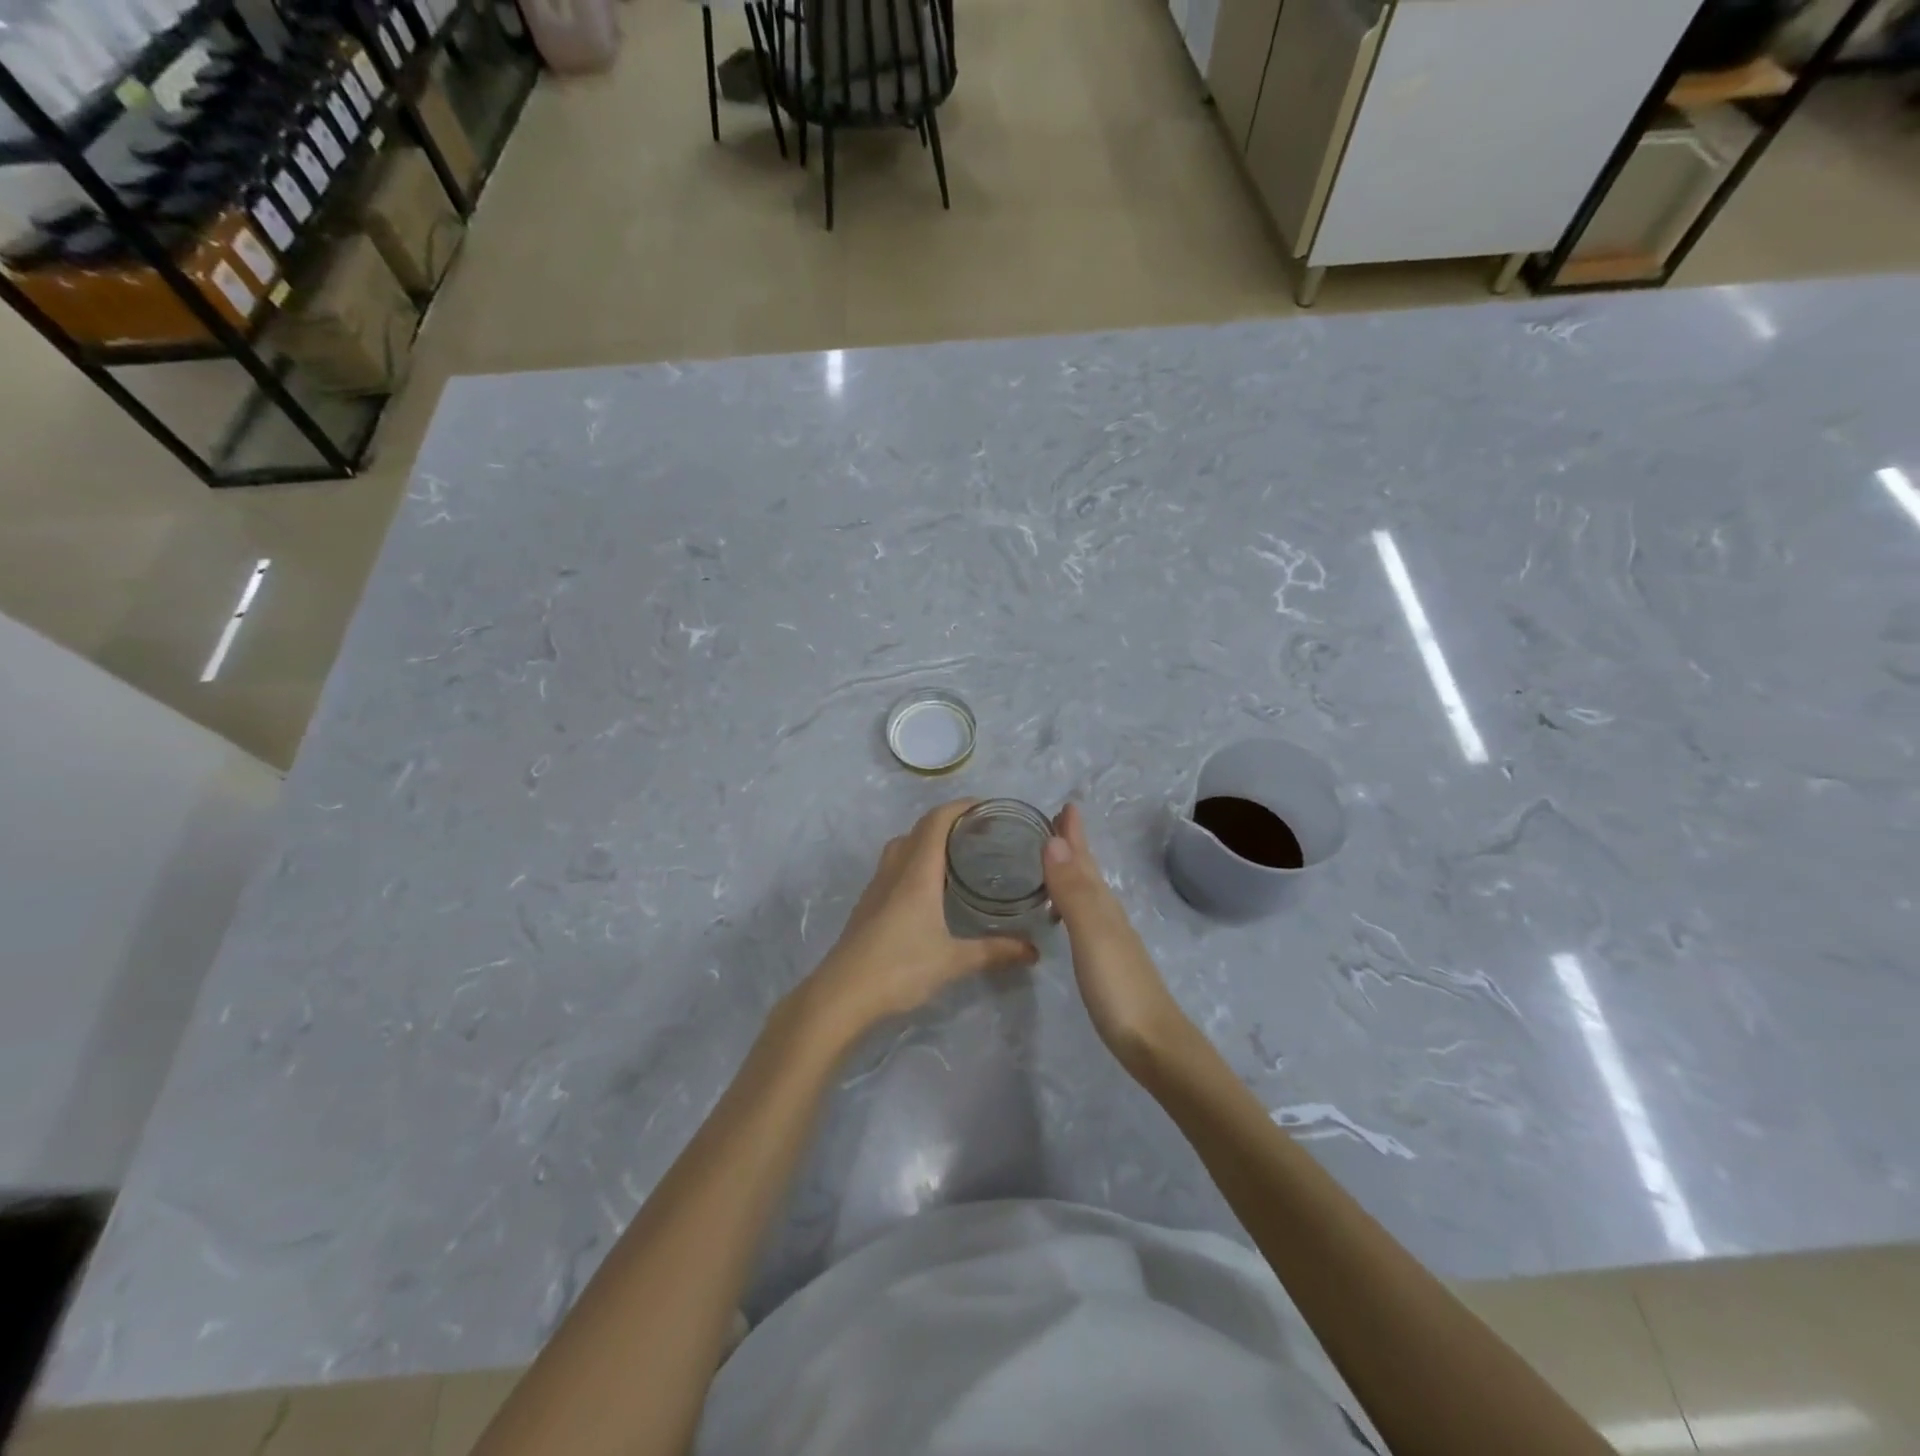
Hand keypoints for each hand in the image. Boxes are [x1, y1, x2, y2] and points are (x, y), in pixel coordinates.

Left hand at [801, 801, 1039, 1044]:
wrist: (842, 994)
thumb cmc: (899, 968)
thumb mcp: (953, 961)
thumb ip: (994, 952)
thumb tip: (1032, 950)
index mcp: (917, 872)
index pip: (936, 821)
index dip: (960, 807)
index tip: (986, 807)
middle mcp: (895, 870)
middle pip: (919, 829)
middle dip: (948, 822)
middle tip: (979, 833)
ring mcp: (877, 886)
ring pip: (902, 846)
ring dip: (926, 840)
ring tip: (955, 856)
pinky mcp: (867, 904)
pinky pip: (893, 866)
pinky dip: (913, 862)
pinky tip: (928, 889)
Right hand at [1043, 804, 1191, 1067]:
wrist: (1154, 1044)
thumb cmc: (1119, 988)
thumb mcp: (1092, 934)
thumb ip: (1072, 891)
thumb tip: (1052, 840)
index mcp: (1103, 904)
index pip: (1084, 859)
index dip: (1074, 833)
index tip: (1064, 804)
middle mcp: (1108, 914)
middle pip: (1089, 872)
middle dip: (1073, 846)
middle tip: (1057, 822)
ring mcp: (1110, 939)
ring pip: (1087, 893)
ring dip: (1071, 872)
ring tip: (1053, 861)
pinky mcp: (1107, 962)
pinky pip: (1084, 917)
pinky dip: (1071, 903)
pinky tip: (1064, 915)